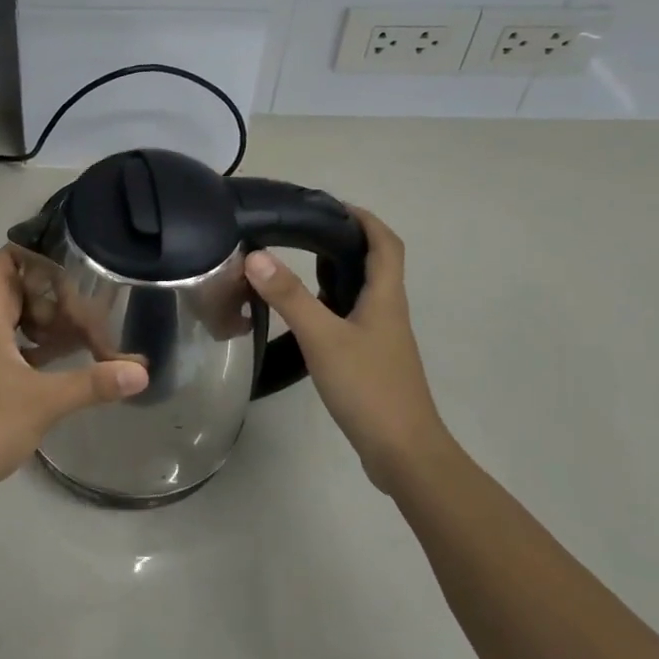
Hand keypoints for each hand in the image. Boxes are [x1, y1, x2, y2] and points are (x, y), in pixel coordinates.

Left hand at [0, 247, 149, 508]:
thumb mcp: (44, 404)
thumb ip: (92, 385)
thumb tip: (140, 372)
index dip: (25, 255)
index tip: (60, 260)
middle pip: (9, 298)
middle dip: (46, 297)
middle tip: (83, 305)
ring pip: (9, 330)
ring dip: (41, 329)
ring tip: (79, 336)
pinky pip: (6, 357)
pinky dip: (32, 356)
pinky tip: (55, 374)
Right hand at [242, 207, 449, 491]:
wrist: (403, 452)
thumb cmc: (368, 388)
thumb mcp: (323, 337)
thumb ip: (289, 296)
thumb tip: (255, 256)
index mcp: (385, 298)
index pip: (386, 244)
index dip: (364, 219)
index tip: (331, 206)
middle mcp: (388, 312)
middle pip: (374, 265)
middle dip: (342, 243)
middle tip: (300, 234)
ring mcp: (381, 339)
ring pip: (359, 293)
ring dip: (334, 274)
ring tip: (294, 266)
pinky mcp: (370, 361)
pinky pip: (350, 319)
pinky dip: (328, 306)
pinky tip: (303, 317)